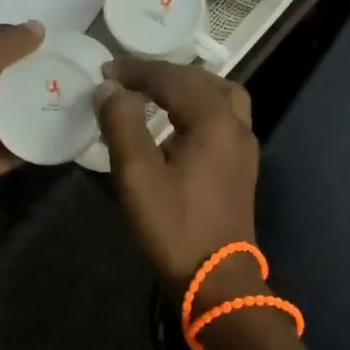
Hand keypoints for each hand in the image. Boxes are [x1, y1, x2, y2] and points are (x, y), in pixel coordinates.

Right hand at [94, 60, 258, 288]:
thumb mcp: (137, 175)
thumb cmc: (174, 226)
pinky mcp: (243, 164)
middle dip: (162, 75)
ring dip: (188, 86)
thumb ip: (122, 124)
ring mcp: (245, 144)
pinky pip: (224, 116)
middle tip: (127, 79)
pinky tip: (178, 121)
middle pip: (200, 81)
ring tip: (155, 92)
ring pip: (220, 95)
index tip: (105, 70)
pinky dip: (200, 105)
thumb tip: (110, 88)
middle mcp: (236, 124)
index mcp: (213, 120)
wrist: (217, 278)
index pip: (172, 79)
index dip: (137, 71)